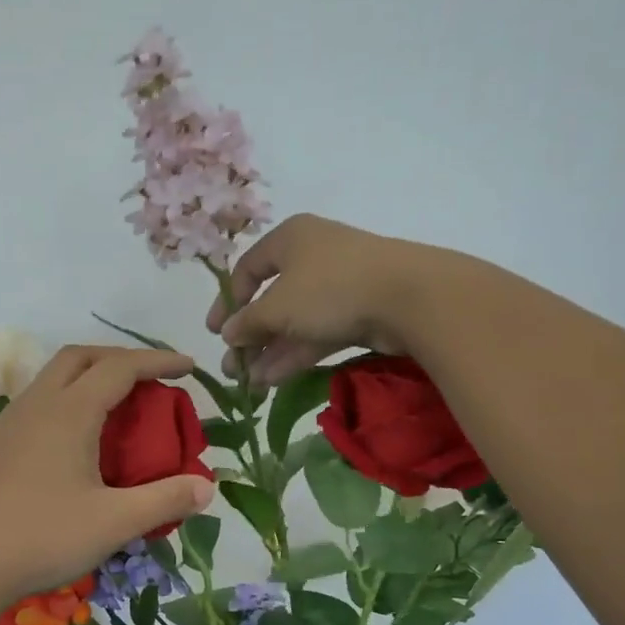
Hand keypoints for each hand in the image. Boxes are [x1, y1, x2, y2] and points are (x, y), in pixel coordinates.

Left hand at [0, 346, 216, 605]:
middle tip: (151, 379)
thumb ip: (164, 501)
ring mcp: (11, 424)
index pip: (121, 368)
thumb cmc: (38, 537)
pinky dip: (68, 399)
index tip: (188, 366)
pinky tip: (77, 438)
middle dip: (120, 358)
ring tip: (118, 404)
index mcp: (69, 412)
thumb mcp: (112, 522)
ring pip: (54, 378)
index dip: (158, 361)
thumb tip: (208, 488)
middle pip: (81, 357)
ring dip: (90, 376)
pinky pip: (39, 402)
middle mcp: (38, 406)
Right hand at [207, 214, 436, 384]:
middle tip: (232, 368)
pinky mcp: (358, 312)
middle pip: (272, 300)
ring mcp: (338, 285)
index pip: (248, 268)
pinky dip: (295, 355)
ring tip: (250, 385)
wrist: (409, 297)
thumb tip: (228, 334)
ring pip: (295, 321)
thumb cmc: (330, 288)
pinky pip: (317, 333)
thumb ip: (248, 322)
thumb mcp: (277, 307)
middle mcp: (312, 257)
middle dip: (250, 338)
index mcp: (290, 239)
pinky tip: (273, 381)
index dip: (228, 301)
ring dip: (270, 353)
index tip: (215, 331)